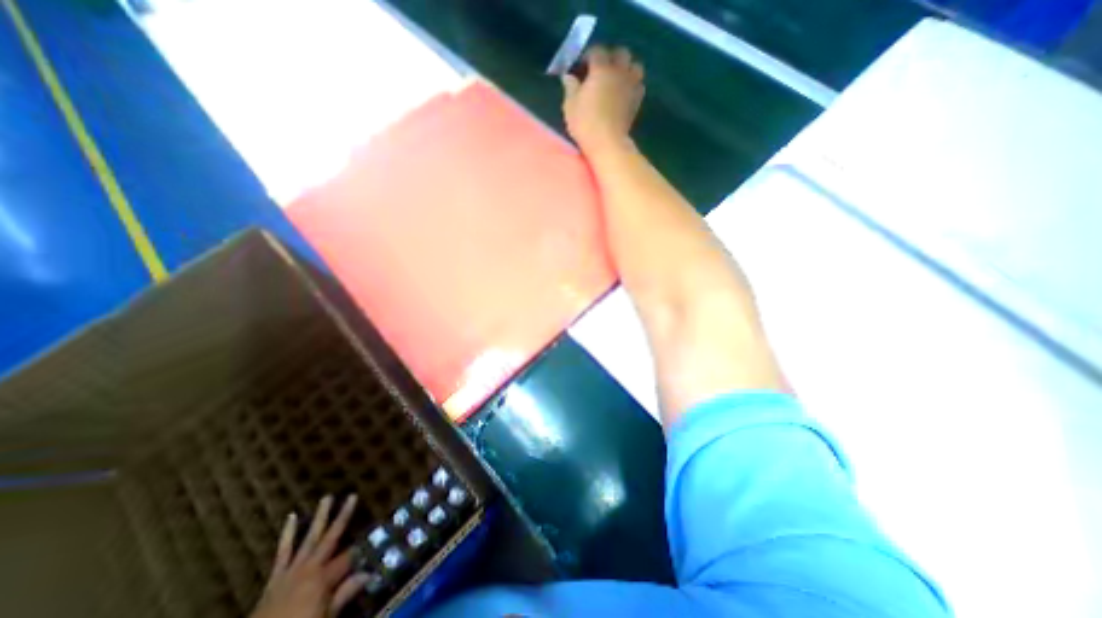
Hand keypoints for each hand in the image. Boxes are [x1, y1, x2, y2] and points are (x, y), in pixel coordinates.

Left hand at [249, 495, 368, 617]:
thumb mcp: (327, 617)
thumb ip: (345, 594)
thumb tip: (370, 573)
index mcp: (324, 577)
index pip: (349, 556)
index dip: (363, 547)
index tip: (377, 535)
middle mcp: (310, 567)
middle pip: (331, 537)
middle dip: (343, 516)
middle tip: (352, 495)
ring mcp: (292, 570)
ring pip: (309, 538)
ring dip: (319, 518)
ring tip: (326, 498)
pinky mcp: (276, 577)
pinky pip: (283, 552)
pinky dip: (287, 535)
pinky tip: (291, 517)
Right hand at [563, 45, 643, 153]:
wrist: (607, 143)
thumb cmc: (586, 123)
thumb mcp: (570, 105)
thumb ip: (570, 87)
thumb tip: (569, 76)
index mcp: (601, 69)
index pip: (597, 51)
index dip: (588, 56)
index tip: (581, 67)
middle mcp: (619, 72)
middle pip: (621, 53)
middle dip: (611, 57)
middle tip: (601, 70)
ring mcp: (631, 85)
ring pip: (635, 66)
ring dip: (627, 68)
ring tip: (617, 79)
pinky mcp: (637, 101)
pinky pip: (639, 84)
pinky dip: (633, 84)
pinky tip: (624, 92)